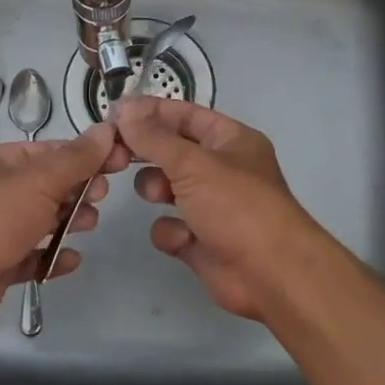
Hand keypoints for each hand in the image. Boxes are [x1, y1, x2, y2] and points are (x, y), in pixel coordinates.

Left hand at [0, 122, 129, 332]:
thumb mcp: (39, 180)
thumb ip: (77, 158)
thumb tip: (108, 128)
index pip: (47, 150)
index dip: (84, 154)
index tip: (119, 160)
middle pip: (45, 186)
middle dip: (77, 189)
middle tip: (102, 195)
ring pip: (39, 221)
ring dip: (67, 221)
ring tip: (88, 224)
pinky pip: (30, 257)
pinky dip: (51, 257)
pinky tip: (70, 260)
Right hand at [114, 97, 342, 319]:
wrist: (270, 276)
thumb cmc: (237, 206)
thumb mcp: (193, 163)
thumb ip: (153, 137)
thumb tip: (124, 108)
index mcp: (230, 140)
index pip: (184, 114)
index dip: (151, 112)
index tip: (114, 114)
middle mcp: (221, 168)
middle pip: (171, 150)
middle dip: (147, 153)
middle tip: (116, 154)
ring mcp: (210, 206)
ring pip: (165, 188)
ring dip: (156, 190)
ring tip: (158, 195)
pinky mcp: (199, 241)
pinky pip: (170, 226)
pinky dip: (172, 231)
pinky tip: (184, 239)